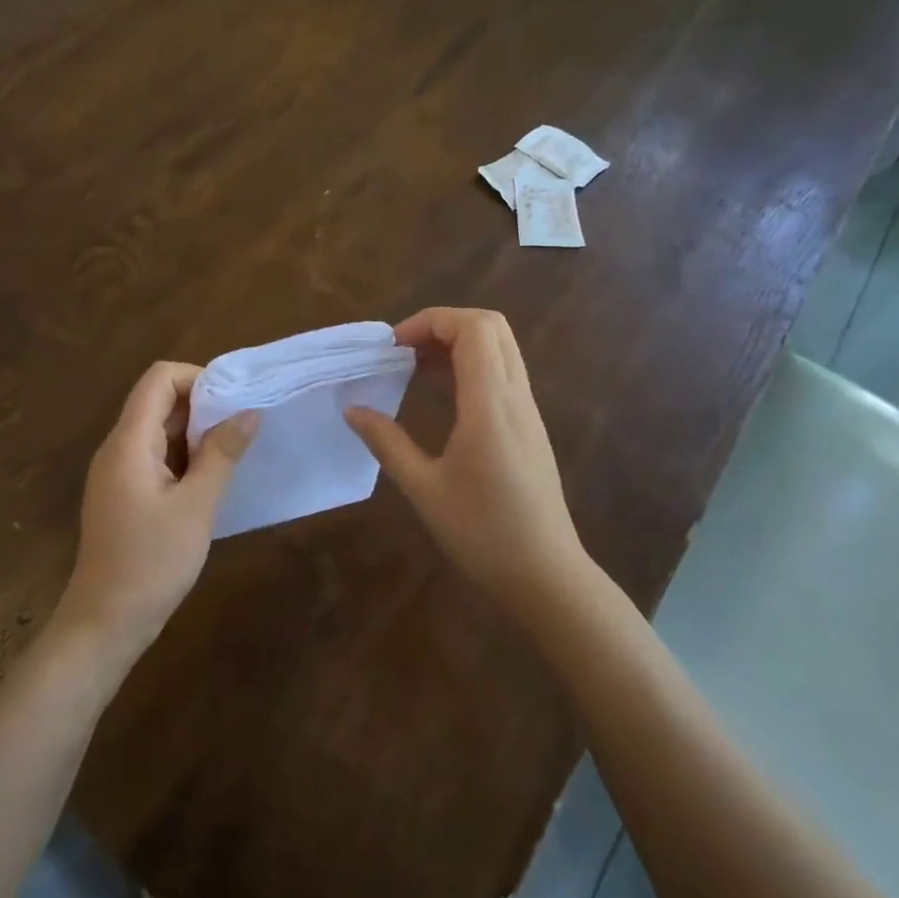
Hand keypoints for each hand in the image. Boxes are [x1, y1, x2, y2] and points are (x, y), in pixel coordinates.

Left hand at [56, 361, 258, 661]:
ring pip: (159, 429)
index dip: (197, 378)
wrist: (105, 623)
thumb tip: (248, 410)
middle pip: (158, 400)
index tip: (233, 403)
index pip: (159, 378)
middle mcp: (118, 447)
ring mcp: (118, 472)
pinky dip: (184, 456)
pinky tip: (210, 481)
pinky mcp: (124, 493)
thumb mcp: (196, 506)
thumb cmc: (152, 562)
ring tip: (233, 455)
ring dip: (196, 433)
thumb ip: (222, 453)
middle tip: (242, 430)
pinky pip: (155, 456)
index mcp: (129, 441)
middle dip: (202, 406)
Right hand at [345, 308, 589, 613]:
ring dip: (459, 342)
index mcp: (490, 406)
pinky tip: (444, 394)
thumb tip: (352, 409)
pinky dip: (473, 364)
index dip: (430, 322)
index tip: (393, 347)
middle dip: (444, 324)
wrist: (546, 575)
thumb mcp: (424, 489)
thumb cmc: (482, 534)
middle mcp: (516, 397)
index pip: (473, 329)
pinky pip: (505, 372)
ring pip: (501, 347)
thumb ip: (387, 443)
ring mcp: (528, 410)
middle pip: (492, 326)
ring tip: (416, 367)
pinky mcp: (530, 426)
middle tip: (405, 351)